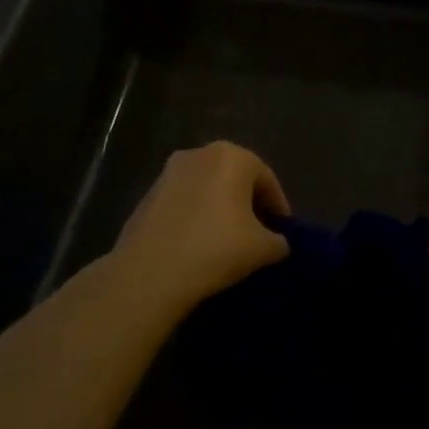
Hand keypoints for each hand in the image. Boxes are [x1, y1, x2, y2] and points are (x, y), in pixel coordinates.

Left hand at [111, 142, 290, 314]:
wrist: (149, 274)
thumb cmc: (216, 249)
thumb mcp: (264, 249)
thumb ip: (280, 241)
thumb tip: (277, 243)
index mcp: (232, 156)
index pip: (267, 180)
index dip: (279, 208)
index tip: (283, 233)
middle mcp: (198, 154)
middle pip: (235, 179)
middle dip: (249, 205)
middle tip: (259, 235)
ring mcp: (167, 174)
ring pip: (207, 190)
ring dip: (221, 211)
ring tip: (228, 243)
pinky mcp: (146, 196)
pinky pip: (184, 203)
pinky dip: (196, 218)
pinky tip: (199, 246)